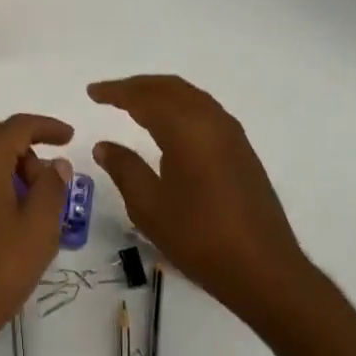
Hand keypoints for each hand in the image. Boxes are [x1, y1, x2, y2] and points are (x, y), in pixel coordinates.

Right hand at [88, 76, 312, 326]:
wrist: (264, 269)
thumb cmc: (200, 238)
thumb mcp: (149, 207)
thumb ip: (125, 169)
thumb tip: (104, 145)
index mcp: (186, 129)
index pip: (144, 98)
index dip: (116, 92)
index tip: (92, 91)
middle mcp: (211, 121)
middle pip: (170, 88)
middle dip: (138, 86)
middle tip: (110, 93)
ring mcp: (231, 134)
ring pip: (190, 96)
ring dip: (160, 93)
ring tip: (134, 103)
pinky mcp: (241, 149)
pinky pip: (204, 110)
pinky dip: (179, 106)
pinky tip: (169, 124)